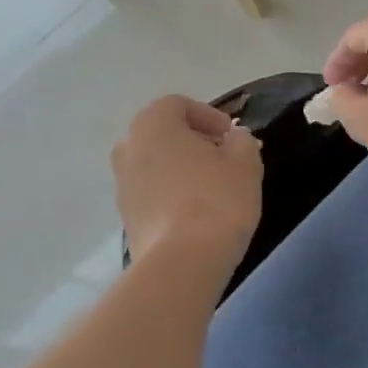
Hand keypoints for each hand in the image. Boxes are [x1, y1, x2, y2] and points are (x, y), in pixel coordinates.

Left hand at [113, 96, 262, 270]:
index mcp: (153, 124)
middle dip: (193, 142)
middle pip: (163, 134)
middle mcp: (128, 147)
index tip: (232, 136)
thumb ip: (242, 141)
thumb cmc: (217, 200)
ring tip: (213, 189)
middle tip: (224, 159)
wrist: (182, 263)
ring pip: (155, 165)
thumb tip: (234, 138)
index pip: (178, 105)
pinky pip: (152, 194)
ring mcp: (122, 185)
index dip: (209, 116)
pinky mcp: (125, 218)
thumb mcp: (245, 162)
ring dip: (181, 169)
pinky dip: (172, 195)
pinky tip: (198, 214)